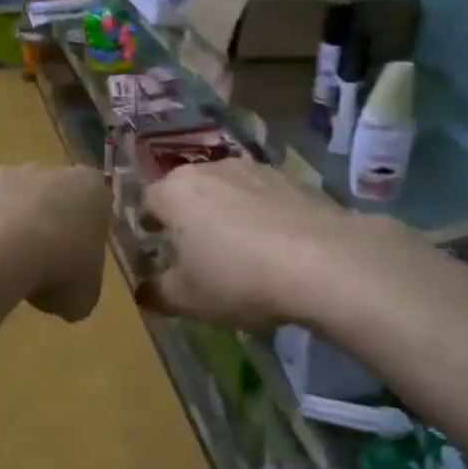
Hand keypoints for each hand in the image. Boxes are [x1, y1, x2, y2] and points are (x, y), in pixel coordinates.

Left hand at [0, 163, 109, 321]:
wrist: (2, 250)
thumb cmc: (58, 270)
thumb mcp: (82, 298)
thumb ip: (78, 291)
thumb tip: (65, 299)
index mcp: (91, 193)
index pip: (96, 203)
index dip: (87, 232)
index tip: (77, 259)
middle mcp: (49, 173)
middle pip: (51, 192)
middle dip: (46, 218)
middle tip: (38, 258)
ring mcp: (6, 173)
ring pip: (8, 186)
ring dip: (5, 211)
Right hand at [139, 159, 356, 330]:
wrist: (324, 262)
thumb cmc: (238, 278)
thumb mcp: (188, 300)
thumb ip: (157, 294)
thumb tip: (142, 292)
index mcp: (174, 193)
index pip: (147, 201)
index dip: (148, 224)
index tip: (154, 244)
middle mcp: (209, 169)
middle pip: (188, 190)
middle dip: (187, 215)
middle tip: (194, 247)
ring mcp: (253, 169)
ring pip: (227, 189)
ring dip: (226, 211)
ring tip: (239, 247)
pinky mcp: (292, 178)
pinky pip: (263, 196)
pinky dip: (262, 214)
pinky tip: (276, 244)